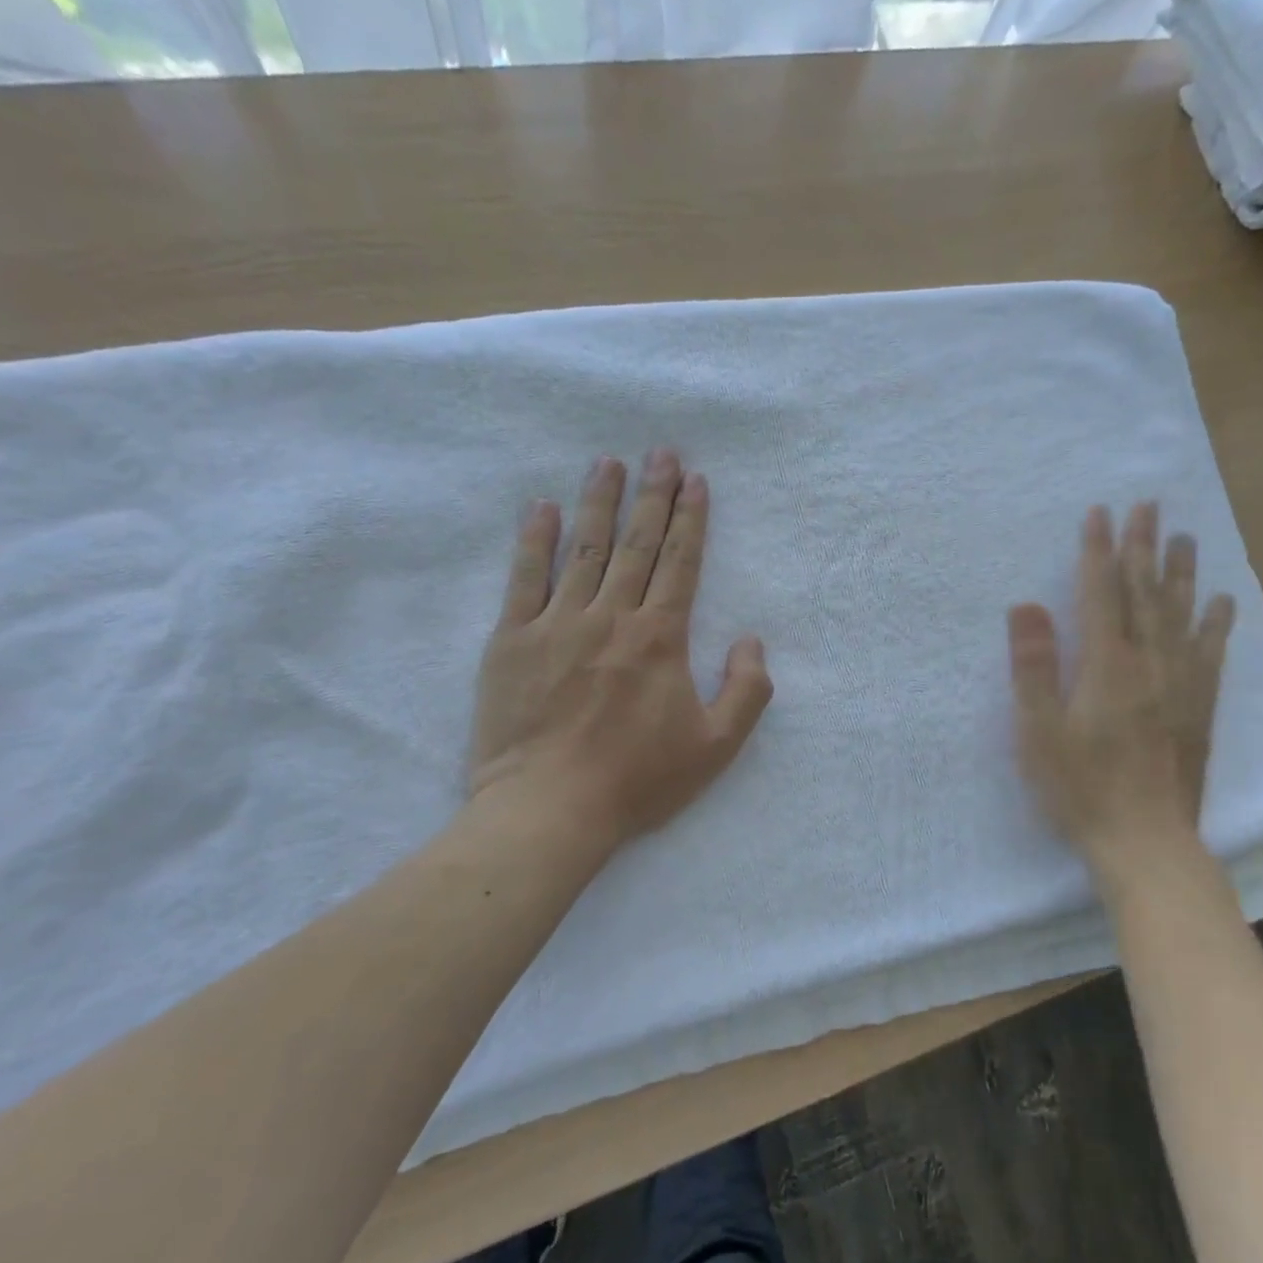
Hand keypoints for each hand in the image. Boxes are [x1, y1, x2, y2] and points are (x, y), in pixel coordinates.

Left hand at [469, 450, 772, 851]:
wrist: (549, 808)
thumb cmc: (638, 780)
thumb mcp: (717, 746)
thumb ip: (747, 690)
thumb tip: (751, 640)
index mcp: (660, 638)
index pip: (681, 563)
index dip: (691, 519)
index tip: (696, 480)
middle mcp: (611, 617)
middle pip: (637, 544)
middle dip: (653, 495)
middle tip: (660, 453)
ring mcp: (557, 624)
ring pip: (584, 549)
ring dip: (599, 502)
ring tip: (608, 463)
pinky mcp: (512, 640)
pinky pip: (525, 578)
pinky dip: (535, 540)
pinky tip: (543, 508)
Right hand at [1008, 502, 1235, 856]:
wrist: (1146, 842)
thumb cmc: (1080, 789)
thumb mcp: (1039, 732)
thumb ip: (1033, 668)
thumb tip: (1026, 606)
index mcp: (1108, 667)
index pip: (1102, 594)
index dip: (1099, 551)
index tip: (1100, 513)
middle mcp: (1151, 664)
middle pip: (1146, 594)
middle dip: (1143, 547)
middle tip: (1148, 505)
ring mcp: (1181, 685)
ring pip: (1181, 615)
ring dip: (1181, 572)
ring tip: (1185, 537)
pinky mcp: (1199, 708)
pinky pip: (1210, 653)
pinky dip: (1215, 623)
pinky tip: (1222, 602)